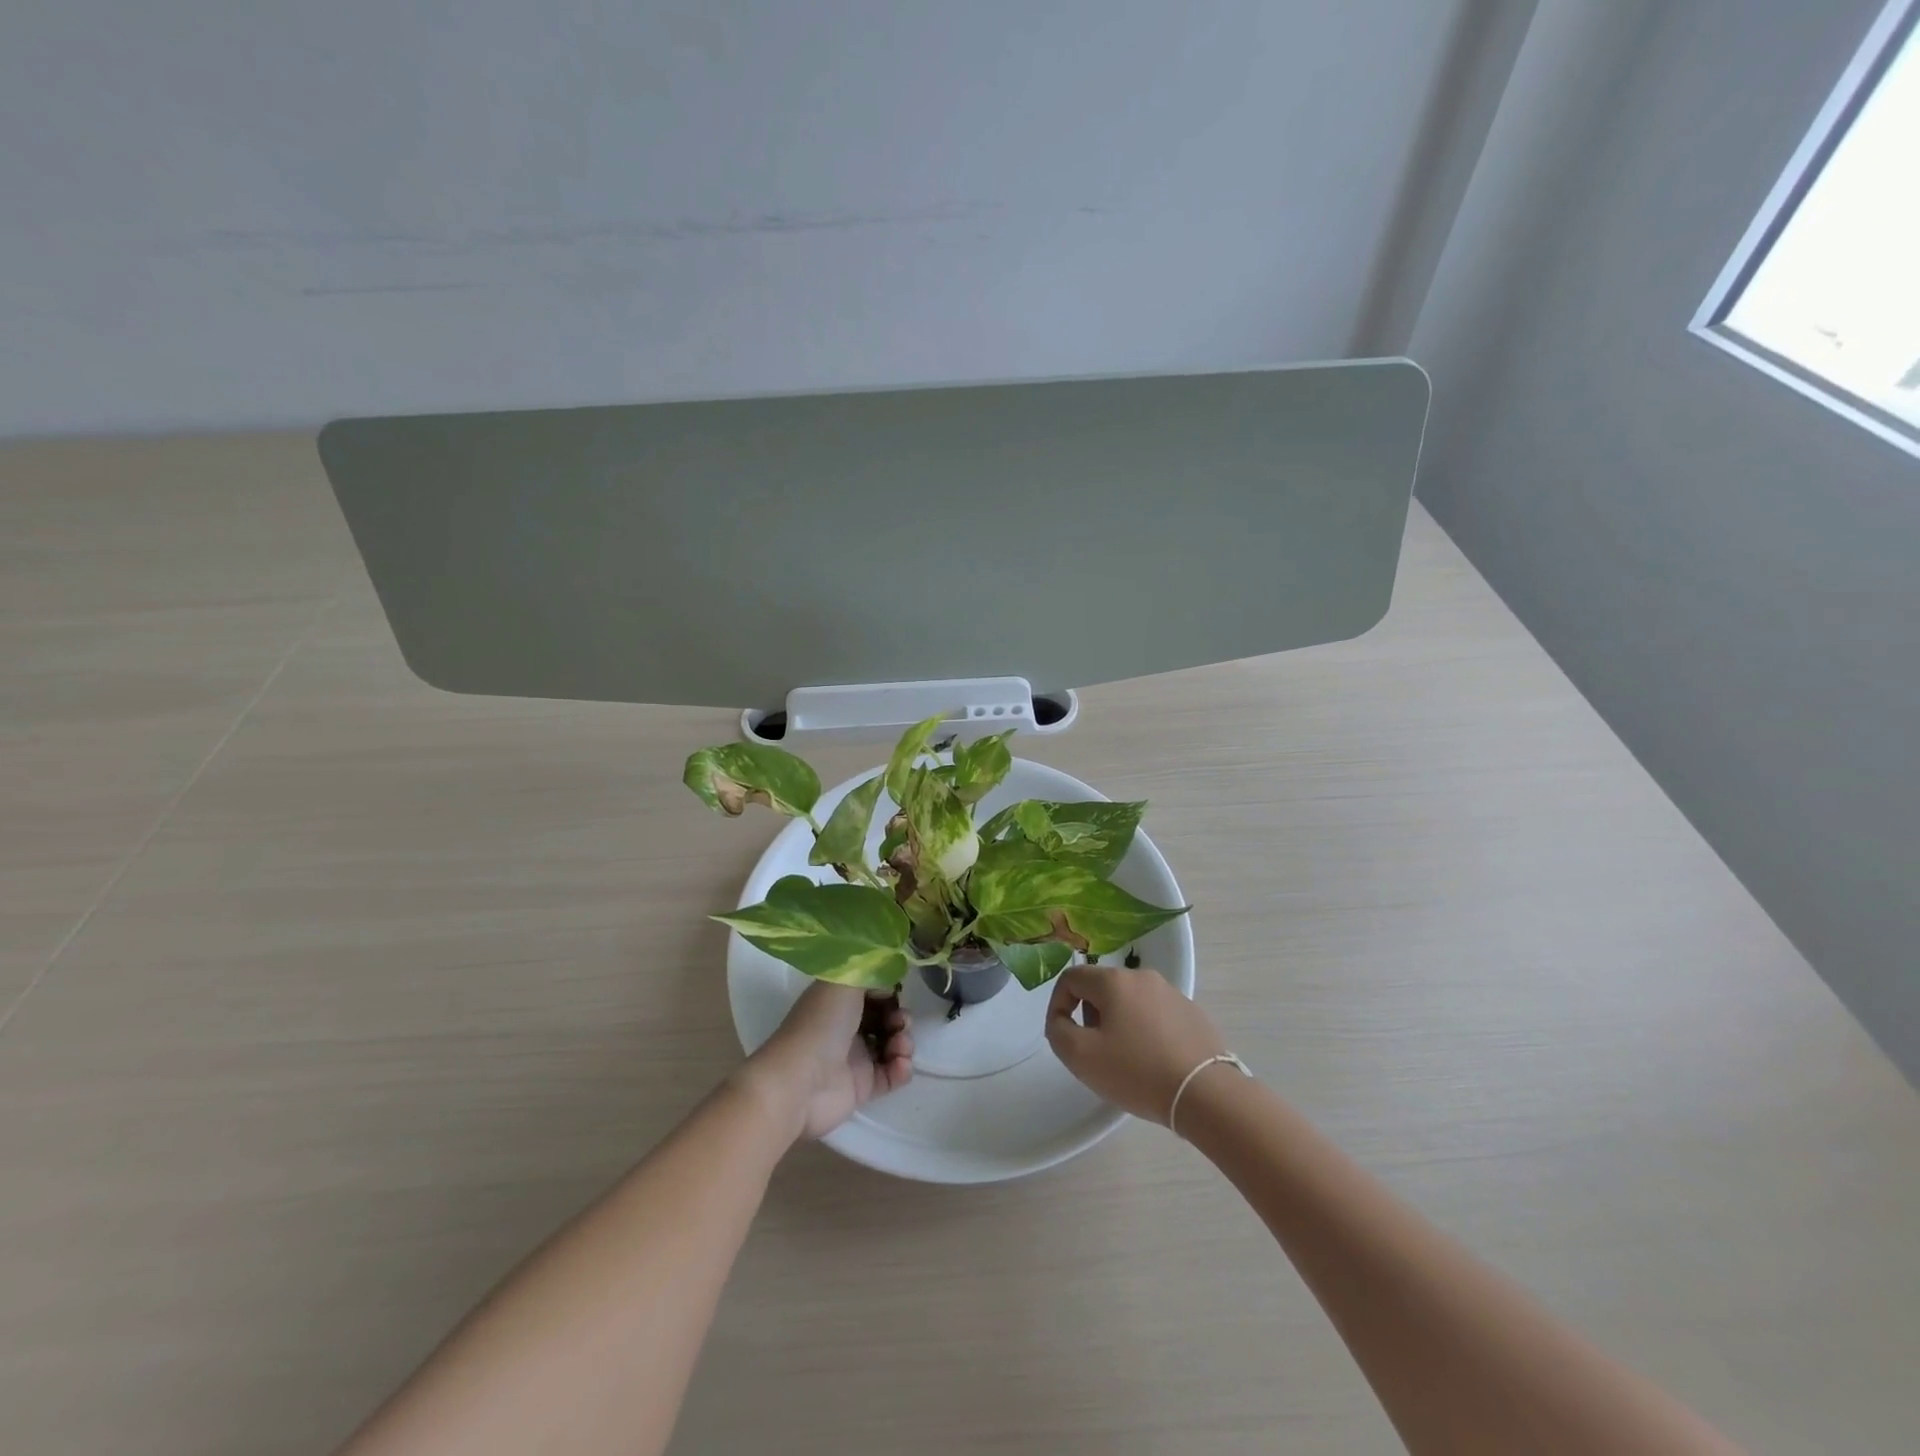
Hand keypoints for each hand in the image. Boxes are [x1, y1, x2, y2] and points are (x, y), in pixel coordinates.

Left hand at [743, 983, 913, 1141]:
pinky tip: (899, 1064)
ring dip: (904, 1041)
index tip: (896, 991)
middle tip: (899, 1021)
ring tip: (899, 1046)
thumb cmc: (821, 1024)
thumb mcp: (844, 981)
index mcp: (837, 1001)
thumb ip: (870, 970)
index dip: (887, 990)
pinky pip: (892, 1074)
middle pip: (885, 1017)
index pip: (870, 990)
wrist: (800, 1083)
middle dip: (899, 1016)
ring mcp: (855, 1058)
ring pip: (891, 1044)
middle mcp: (846, 1026)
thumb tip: (889, 981)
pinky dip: (901, 1068)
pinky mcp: (862, 1087)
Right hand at [1046, 966, 1226, 1124]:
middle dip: (1090, 1016)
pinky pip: (1156, 1015)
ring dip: (1118, 1024)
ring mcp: (1172, 993)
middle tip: (1095, 1051)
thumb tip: (1061, 1019)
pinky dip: (1145, 1032)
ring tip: (1125, 1060)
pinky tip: (1153, 1062)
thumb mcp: (1081, 1056)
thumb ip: (1058, 1031)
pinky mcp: (1192, 1013)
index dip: (1058, 1004)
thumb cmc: (1137, 1072)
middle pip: (1101, 988)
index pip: (1071, 977)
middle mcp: (1143, 977)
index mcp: (1114, 981)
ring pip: (1130, 1002)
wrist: (1205, 1093)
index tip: (1063, 1035)